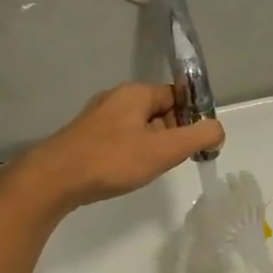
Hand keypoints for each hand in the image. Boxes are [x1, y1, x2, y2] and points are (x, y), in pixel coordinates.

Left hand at [8, 83, 222, 212]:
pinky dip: (132, 153)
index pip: (176, 95)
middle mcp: (116, 98)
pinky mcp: (86, 138)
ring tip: (151, 169)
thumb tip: (218, 129)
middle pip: (159, 110)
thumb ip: (198, 136)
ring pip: (140, 127)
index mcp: (136, 93)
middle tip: (173, 159)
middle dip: (172, 133)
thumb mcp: (164, 149)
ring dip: (153, 145)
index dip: (192, 116)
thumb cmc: (113, 160)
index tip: (197, 143)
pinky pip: (121, 139)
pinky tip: (128, 172)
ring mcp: (98, 118)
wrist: (55, 180)